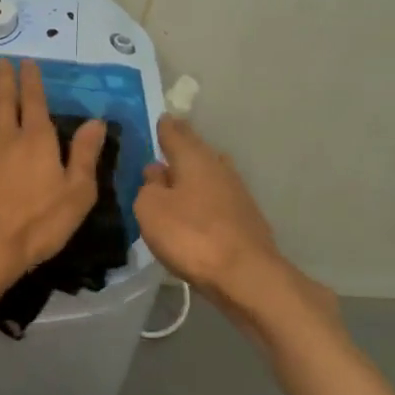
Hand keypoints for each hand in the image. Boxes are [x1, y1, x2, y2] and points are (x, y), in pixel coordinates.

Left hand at [0, 59, 105, 281]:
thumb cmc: (40, 223)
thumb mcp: (78, 192)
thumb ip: (85, 155)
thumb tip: (96, 121)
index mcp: (39, 140)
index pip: (35, 102)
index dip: (32, 81)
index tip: (27, 62)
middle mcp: (9, 137)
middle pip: (6, 102)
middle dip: (6, 80)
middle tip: (2, 60)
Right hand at [135, 117, 333, 321]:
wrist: (245, 276)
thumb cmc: (191, 235)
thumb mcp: (150, 209)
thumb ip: (148, 186)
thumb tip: (157, 173)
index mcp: (194, 158)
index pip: (175, 132)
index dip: (164, 126)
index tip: (159, 118)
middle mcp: (218, 167)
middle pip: (196, 151)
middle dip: (180, 147)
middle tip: (164, 145)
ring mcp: (236, 192)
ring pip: (208, 173)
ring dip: (192, 174)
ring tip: (175, 178)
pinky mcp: (245, 217)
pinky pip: (216, 197)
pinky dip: (203, 197)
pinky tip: (194, 208)